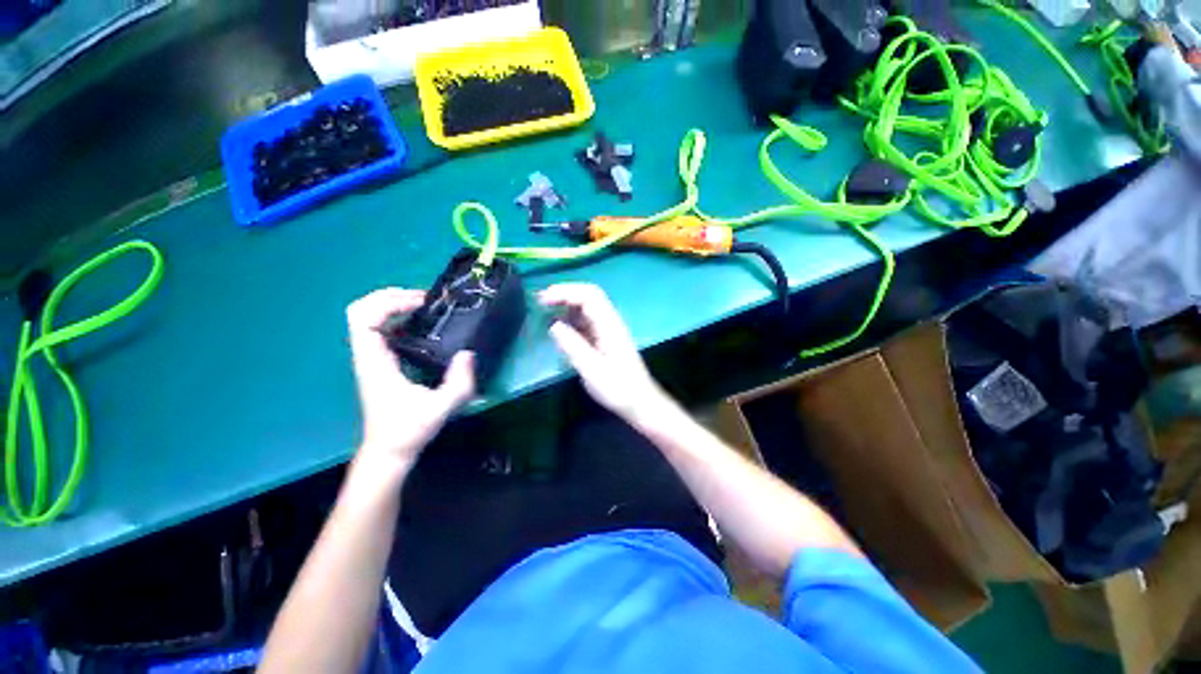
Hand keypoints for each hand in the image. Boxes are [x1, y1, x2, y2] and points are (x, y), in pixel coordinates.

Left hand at [346, 288, 474, 464]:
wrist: (389, 450)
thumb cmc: (408, 430)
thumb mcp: (439, 408)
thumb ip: (459, 384)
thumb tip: (468, 354)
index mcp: (374, 362)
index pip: (364, 318)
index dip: (390, 302)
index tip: (422, 304)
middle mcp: (367, 355)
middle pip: (362, 309)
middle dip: (391, 296)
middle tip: (424, 299)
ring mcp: (371, 357)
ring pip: (369, 317)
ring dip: (394, 304)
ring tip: (425, 306)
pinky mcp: (380, 362)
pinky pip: (381, 328)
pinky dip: (398, 317)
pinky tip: (422, 324)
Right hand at [540, 283, 666, 419]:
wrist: (639, 401)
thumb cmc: (618, 388)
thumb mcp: (593, 369)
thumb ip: (573, 345)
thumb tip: (553, 324)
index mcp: (610, 325)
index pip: (589, 296)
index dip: (565, 292)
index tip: (544, 299)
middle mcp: (609, 322)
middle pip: (588, 296)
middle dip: (564, 294)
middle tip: (541, 302)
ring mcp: (607, 330)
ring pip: (586, 308)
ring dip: (566, 306)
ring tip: (545, 312)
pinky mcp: (604, 339)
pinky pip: (586, 322)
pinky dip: (571, 320)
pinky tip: (559, 328)